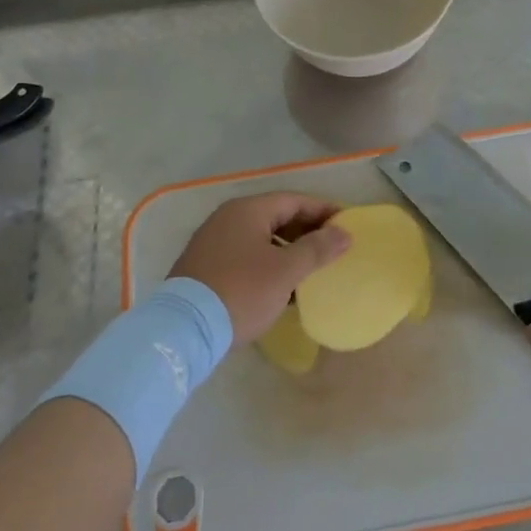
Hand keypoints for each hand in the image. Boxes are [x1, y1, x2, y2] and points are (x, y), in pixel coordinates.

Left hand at [169, 193, 350, 343]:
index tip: (346, 224)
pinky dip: (267, 263)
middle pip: (276, 216)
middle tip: (332, 247)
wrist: (184, 329)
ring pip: (260, 237)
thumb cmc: (241, 292)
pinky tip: (281, 286)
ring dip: (287, 249)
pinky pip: (245, 255)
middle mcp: (227, 218)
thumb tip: (344, 233)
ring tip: (311, 269)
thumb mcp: (285, 271)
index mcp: (247, 210)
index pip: (294, 200)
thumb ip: (317, 248)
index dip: (323, 211)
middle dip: (306, 230)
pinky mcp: (204, 266)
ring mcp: (212, 242)